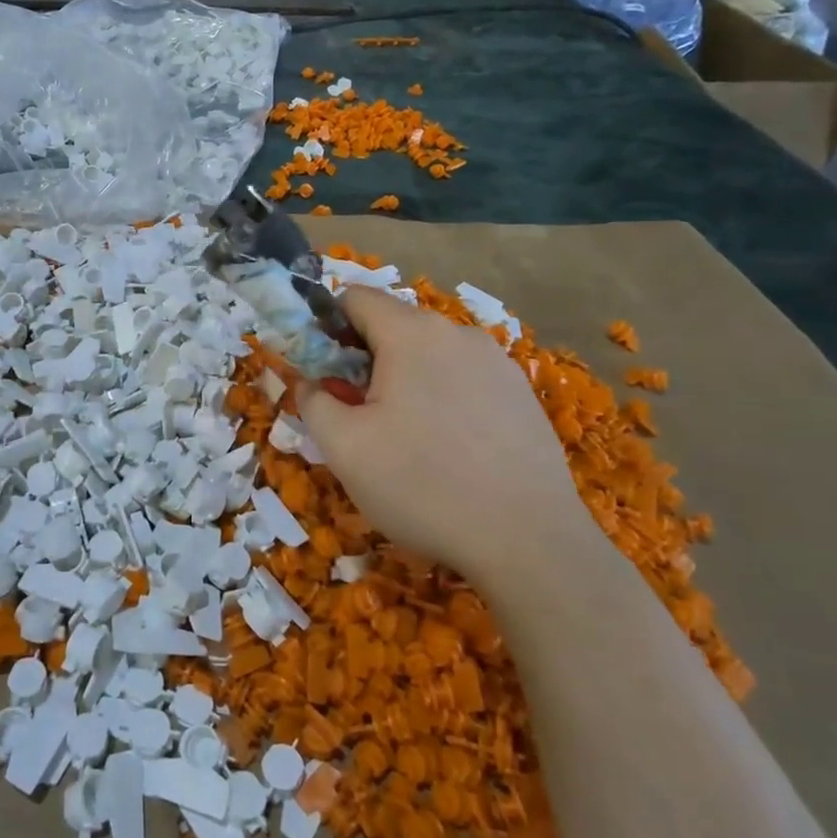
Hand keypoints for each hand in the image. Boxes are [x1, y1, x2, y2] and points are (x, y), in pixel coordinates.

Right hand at [296, 287, 586, 574]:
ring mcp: (497, 361)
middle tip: (359, 415)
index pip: (355, 297)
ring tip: (406, 438)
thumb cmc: (421, 484)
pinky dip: (443, 397)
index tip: (325, 374)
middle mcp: (457, 332)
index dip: (328, 326)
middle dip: (366, 359)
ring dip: (405, 379)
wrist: (528, 540)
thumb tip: (307, 381)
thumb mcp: (343, 448)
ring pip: (431, 353)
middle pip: (394, 325)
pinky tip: (451, 448)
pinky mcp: (522, 393)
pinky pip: (465, 378)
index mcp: (411, 333)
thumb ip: (312, 400)